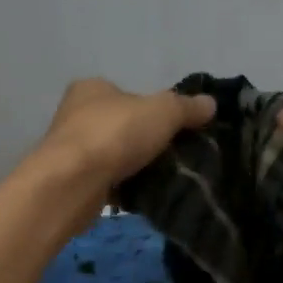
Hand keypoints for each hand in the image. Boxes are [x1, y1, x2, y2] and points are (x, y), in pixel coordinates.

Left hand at [36, 78, 214, 189]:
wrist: (72, 184)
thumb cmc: (115, 135)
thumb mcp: (162, 112)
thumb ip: (186, 107)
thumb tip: (211, 103)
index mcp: (92, 88)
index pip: (129, 94)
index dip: (153, 109)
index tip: (174, 128)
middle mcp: (76, 114)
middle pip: (122, 125)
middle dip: (145, 139)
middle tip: (173, 155)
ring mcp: (71, 150)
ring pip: (114, 155)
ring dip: (134, 165)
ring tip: (162, 177)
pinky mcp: (71, 181)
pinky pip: (106, 181)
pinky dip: (123, 187)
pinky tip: (142, 194)